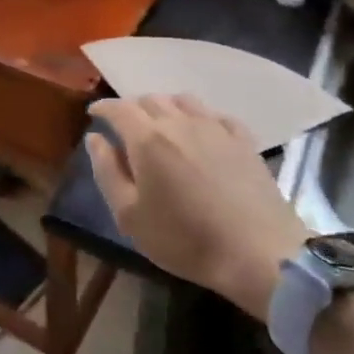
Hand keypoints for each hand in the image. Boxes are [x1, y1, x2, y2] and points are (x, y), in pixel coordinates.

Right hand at [85, 95, 309, 319]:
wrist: (259, 253)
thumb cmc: (185, 239)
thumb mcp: (129, 215)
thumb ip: (107, 171)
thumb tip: (95, 139)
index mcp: (147, 138)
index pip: (118, 108)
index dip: (102, 107)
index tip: (94, 114)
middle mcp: (178, 122)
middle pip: (149, 99)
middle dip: (132, 108)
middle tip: (126, 127)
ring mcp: (215, 127)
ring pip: (182, 100)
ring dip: (165, 107)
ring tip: (162, 125)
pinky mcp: (243, 140)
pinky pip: (216, 115)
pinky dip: (200, 117)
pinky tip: (202, 133)